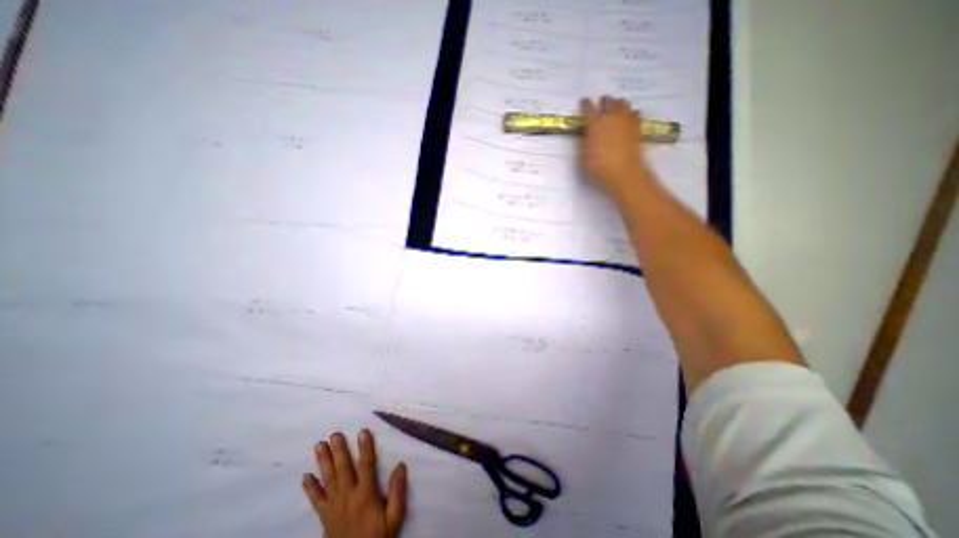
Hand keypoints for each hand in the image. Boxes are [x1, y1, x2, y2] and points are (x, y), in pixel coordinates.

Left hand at [302, 432, 406, 537]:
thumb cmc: (378, 537)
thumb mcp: (394, 518)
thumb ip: (397, 492)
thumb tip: (401, 465)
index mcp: (365, 495)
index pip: (366, 465)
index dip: (365, 447)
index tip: (363, 431)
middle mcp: (348, 497)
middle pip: (343, 469)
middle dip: (339, 451)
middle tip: (334, 434)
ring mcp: (334, 507)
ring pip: (328, 480)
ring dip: (324, 462)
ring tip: (319, 445)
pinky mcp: (325, 517)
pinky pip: (316, 501)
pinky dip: (310, 488)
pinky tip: (305, 476)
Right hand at [576, 95, 652, 197]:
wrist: (623, 172)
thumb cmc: (598, 166)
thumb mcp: (582, 157)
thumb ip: (583, 142)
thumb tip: (584, 133)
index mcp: (595, 123)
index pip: (588, 109)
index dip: (585, 104)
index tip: (583, 101)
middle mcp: (611, 117)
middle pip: (607, 102)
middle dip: (603, 101)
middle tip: (600, 103)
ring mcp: (625, 120)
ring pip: (622, 103)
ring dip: (617, 104)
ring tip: (615, 107)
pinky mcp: (636, 126)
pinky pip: (635, 113)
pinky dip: (630, 113)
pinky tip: (628, 117)